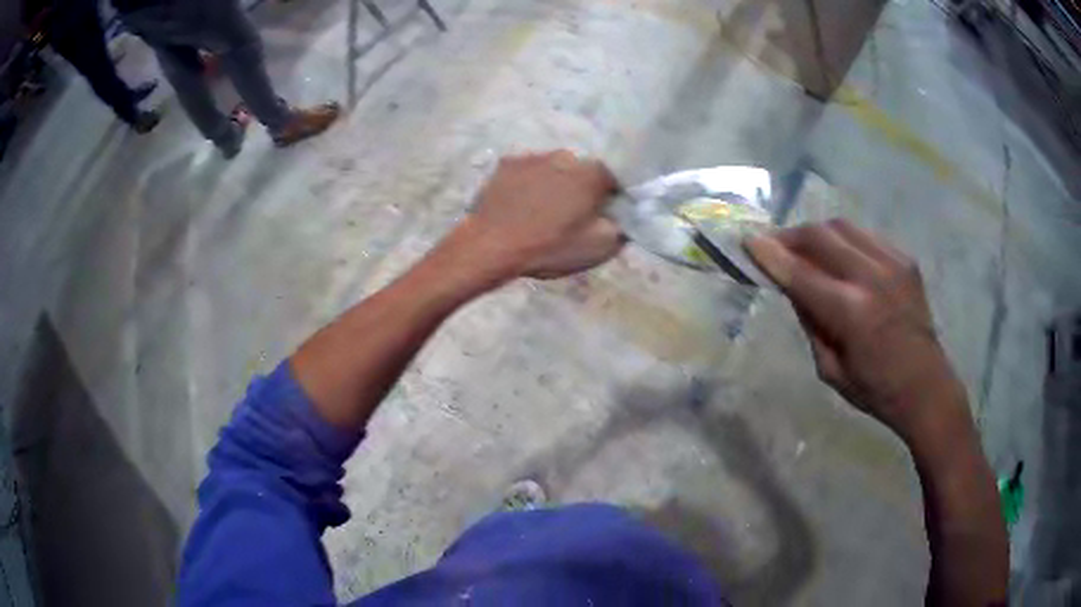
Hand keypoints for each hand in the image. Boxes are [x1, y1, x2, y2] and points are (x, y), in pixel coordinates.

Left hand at [461, 150, 624, 279]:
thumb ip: (621, 227)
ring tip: (541, 210)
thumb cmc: (550, 246)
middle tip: (570, 215)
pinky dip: (528, 184)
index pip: (613, 181)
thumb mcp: (599, 247)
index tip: (600, 217)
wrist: (491, 246)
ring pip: (553, 169)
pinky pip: (526, 172)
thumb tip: (623, 217)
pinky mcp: (506, 164)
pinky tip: (520, 205)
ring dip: (553, 184)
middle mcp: (564, 155)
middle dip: (580, 189)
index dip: (609, 200)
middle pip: (582, 172)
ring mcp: (532, 157)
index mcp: (591, 173)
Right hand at [746, 220, 966, 436]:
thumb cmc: (875, 390)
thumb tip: (793, 286)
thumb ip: (810, 322)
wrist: (926, 386)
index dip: (770, 253)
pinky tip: (841, 258)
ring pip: (842, 227)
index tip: (748, 240)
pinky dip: (844, 241)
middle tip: (775, 246)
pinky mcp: (905, 259)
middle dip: (791, 236)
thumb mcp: (830, 369)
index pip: (800, 272)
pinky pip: (865, 235)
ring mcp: (892, 263)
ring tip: (806, 248)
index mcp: (851, 313)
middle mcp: (871, 277)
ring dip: (817, 234)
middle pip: (820, 236)